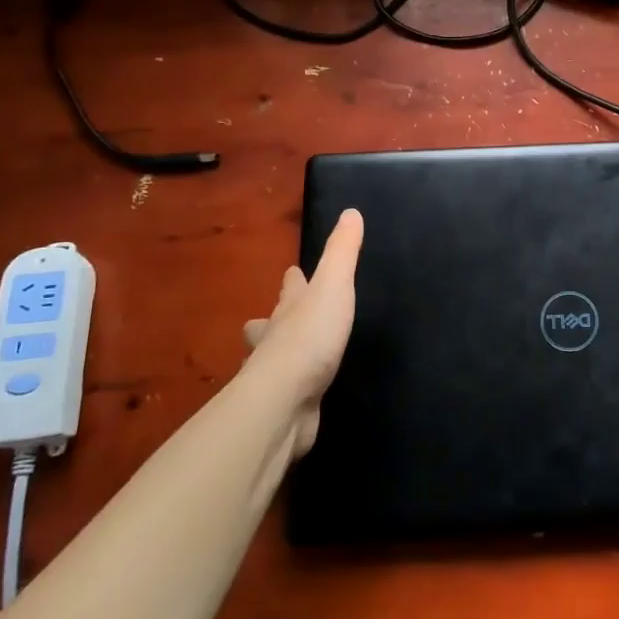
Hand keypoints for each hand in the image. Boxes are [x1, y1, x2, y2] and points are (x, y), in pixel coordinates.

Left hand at [242, 208, 362, 456]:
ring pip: (270, 359)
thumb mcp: (333, 286)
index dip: (292, 280)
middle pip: (268, 323)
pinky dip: (288, 390)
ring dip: (274, 355)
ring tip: (280, 357)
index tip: (290, 272)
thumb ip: (342, 252)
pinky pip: (285, 394)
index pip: (289, 287)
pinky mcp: (280, 407)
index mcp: (289, 308)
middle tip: (273, 316)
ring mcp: (274, 376)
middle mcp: (274, 339)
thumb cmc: (311, 337)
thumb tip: (350, 212)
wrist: (284, 401)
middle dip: (272, 317)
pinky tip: (297, 396)